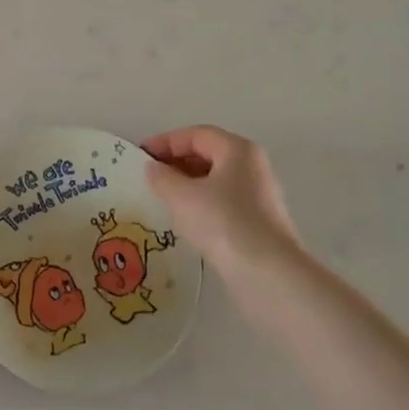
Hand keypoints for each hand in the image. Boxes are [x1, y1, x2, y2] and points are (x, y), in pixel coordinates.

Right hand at [142, 126, 299, 275]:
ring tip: (163, 199)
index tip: (140, 155)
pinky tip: (186, 221)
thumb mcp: (181, 196)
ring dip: (187, 185)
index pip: (195, 135)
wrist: (268, 275)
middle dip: (176, 162)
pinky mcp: (259, 223)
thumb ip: (161, 177)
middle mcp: (252, 166)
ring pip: (216, 180)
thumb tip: (154, 169)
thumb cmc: (222, 222)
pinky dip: (201, 204)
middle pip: (208, 154)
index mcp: (237, 149)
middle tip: (150, 177)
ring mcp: (259, 196)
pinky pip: (224, 203)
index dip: (165, 141)